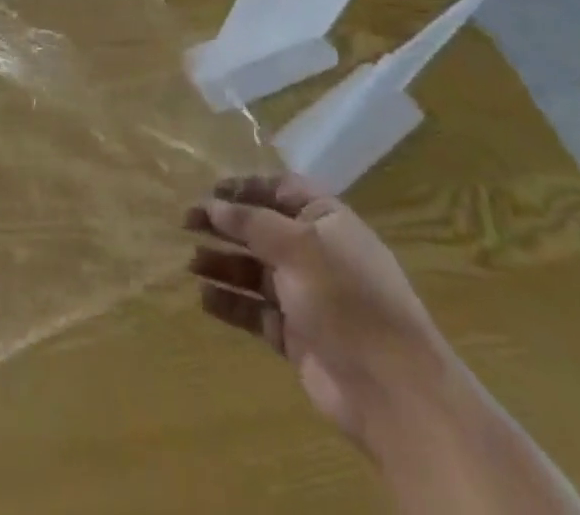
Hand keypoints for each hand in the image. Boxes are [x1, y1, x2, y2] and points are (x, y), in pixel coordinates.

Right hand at [186, 175, 451, 457]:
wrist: (392, 391)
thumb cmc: (346, 297)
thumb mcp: (296, 245)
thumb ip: (251, 221)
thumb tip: (212, 204)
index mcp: (326, 220)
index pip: (281, 189)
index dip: (245, 187)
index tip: (209, 189)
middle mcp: (317, 253)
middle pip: (263, 229)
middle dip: (226, 225)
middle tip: (186, 222)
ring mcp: (308, 296)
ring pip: (256, 271)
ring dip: (223, 264)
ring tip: (189, 263)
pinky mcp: (298, 336)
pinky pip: (256, 311)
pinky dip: (231, 303)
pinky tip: (203, 298)